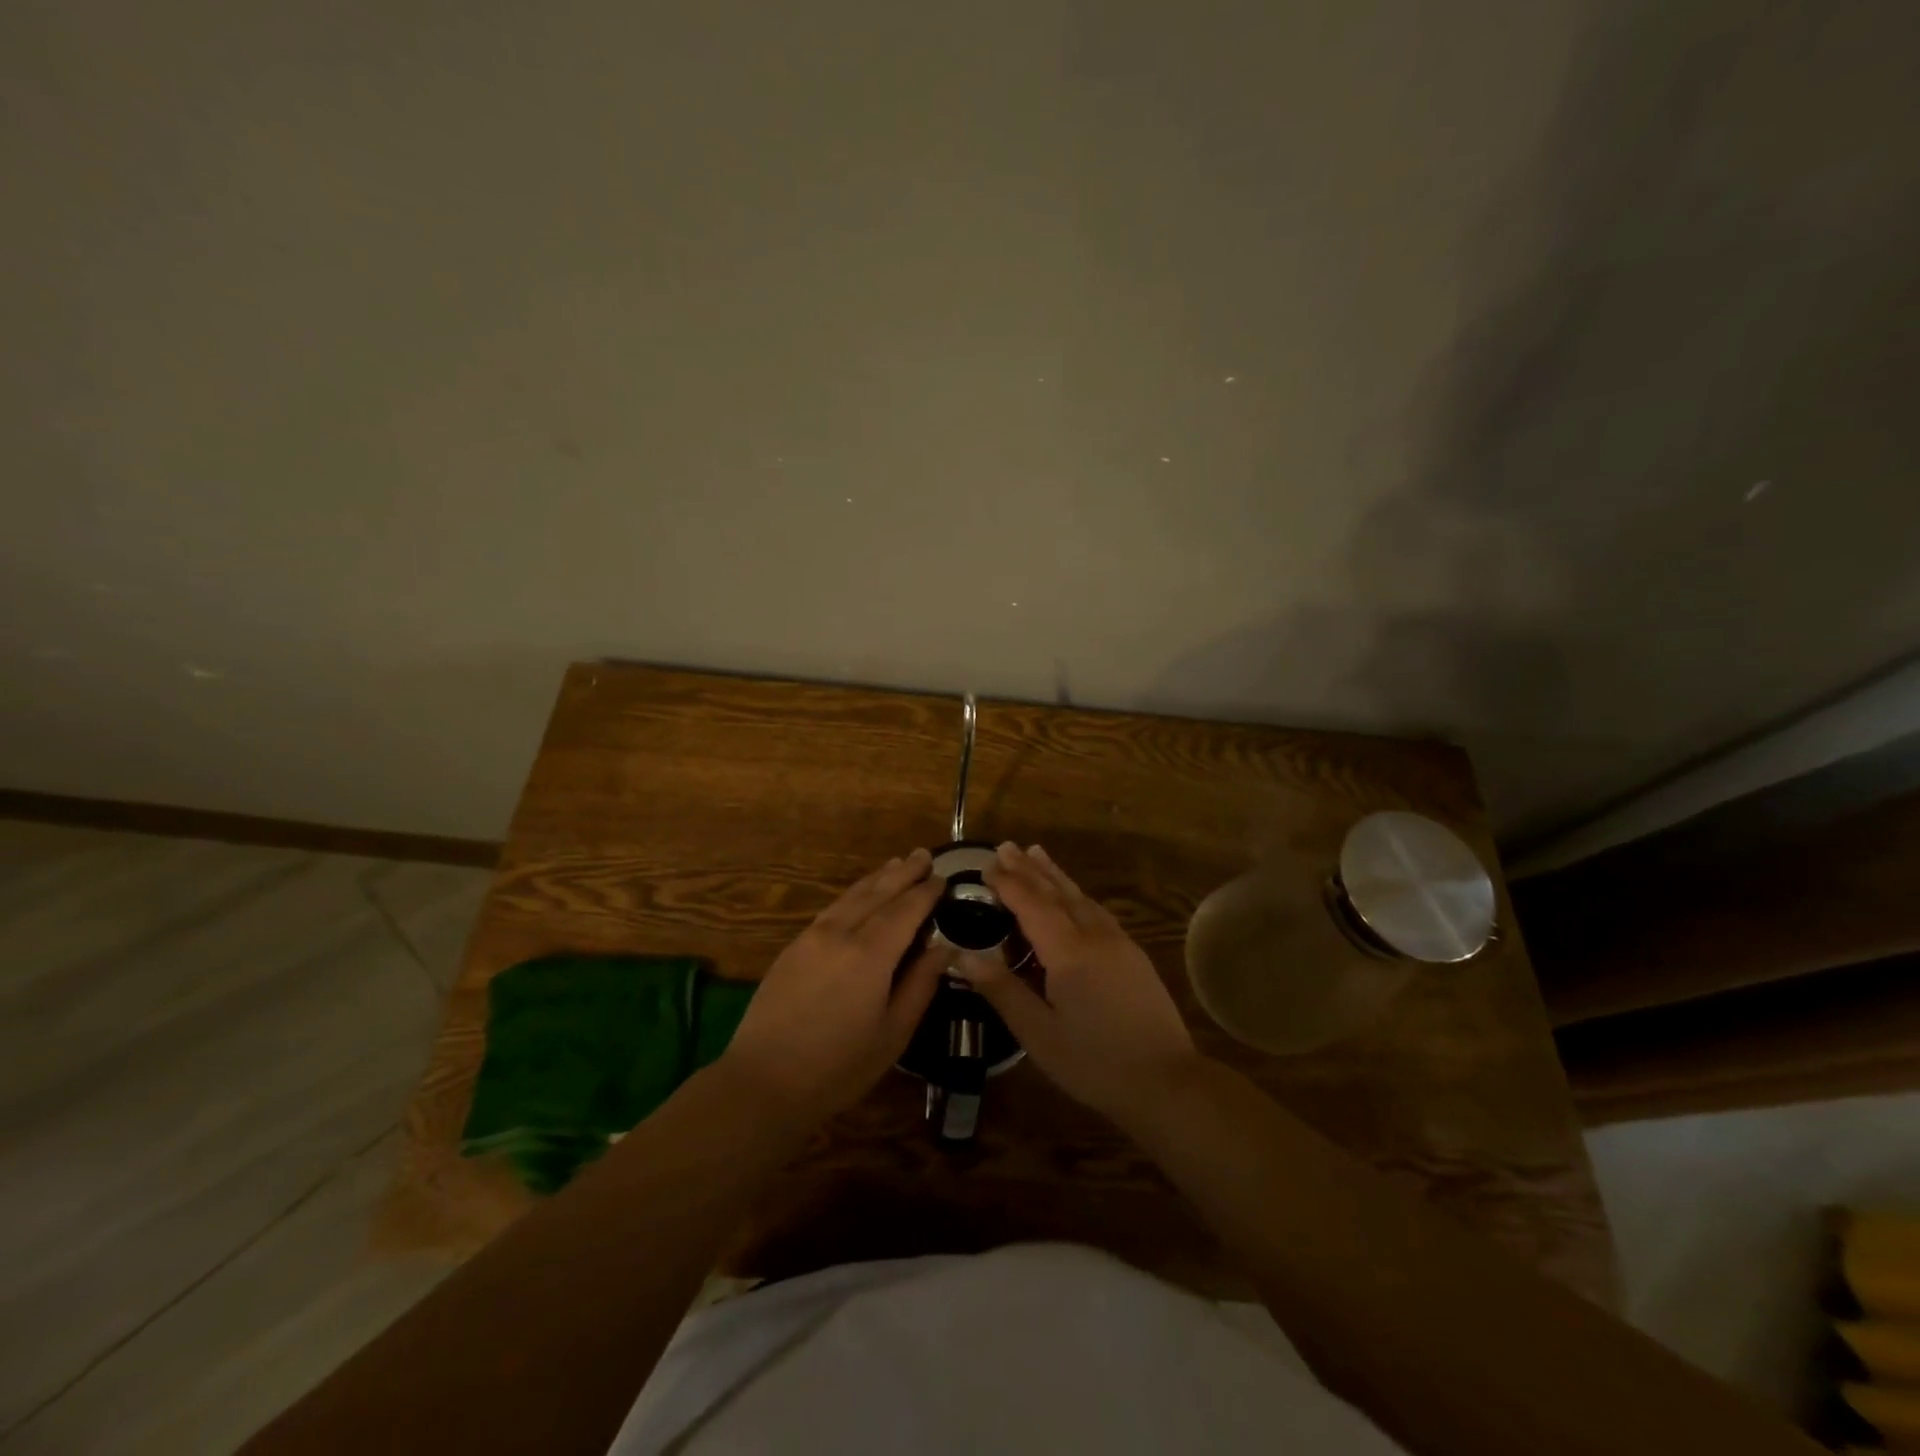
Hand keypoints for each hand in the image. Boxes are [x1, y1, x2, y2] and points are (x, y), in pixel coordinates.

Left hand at [720, 848, 945, 1128]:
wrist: (763, 1081)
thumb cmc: (838, 1066)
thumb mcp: (893, 1033)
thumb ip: (920, 985)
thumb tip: (944, 948)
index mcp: (870, 954)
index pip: (906, 910)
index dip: (926, 892)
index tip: (944, 878)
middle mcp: (841, 933)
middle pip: (878, 892)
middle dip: (904, 872)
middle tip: (925, 855)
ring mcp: (813, 936)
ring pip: (852, 895)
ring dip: (878, 877)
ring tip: (897, 863)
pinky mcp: (794, 946)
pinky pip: (833, 907)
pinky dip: (854, 893)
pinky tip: (861, 894)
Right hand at [967, 842, 1201, 1126]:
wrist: (1167, 1081)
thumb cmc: (1095, 1062)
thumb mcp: (1039, 1033)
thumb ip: (1002, 990)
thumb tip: (963, 956)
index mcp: (1068, 951)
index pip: (1031, 904)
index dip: (1007, 883)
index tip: (985, 865)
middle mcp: (1094, 935)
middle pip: (1056, 892)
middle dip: (1029, 868)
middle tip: (1007, 845)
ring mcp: (1119, 942)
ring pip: (1080, 897)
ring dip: (1055, 875)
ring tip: (1037, 854)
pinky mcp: (1133, 955)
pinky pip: (1097, 911)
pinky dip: (1077, 894)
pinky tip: (1075, 897)